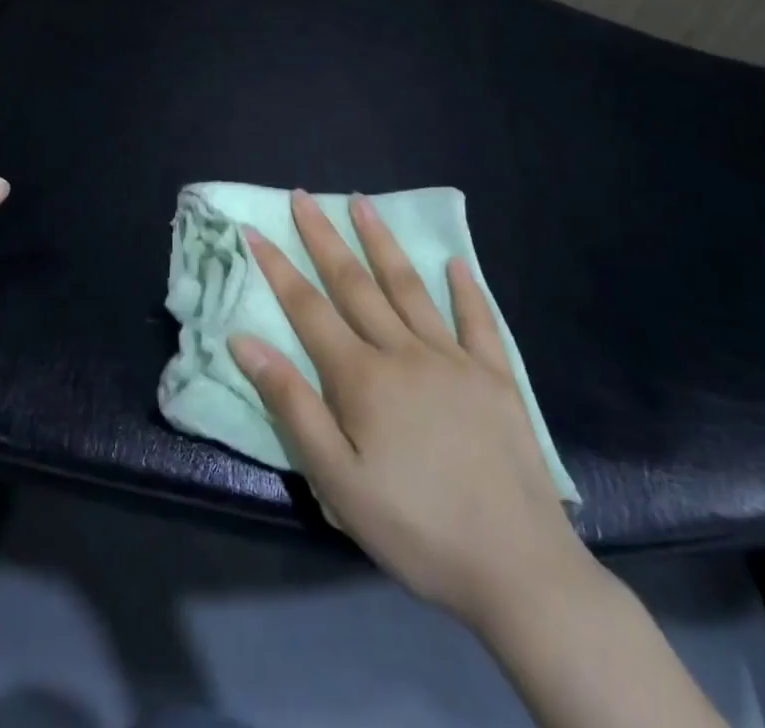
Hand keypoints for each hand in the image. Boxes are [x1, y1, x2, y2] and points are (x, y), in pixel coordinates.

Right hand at [229, 190, 590, 629]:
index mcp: (363, 378)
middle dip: (324, 237)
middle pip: (355, 283)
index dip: (278, 268)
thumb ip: (292, 406)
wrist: (518, 568)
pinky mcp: (495, 377)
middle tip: (303, 196)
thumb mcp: (338, 481)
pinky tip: (455, 262)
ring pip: (409, 287)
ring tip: (363, 203)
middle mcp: (405, 352)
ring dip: (382, 242)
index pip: (308, 309)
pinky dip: (465, 288)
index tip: (254, 230)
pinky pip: (478, 320)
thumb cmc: (416, 529)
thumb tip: (245, 342)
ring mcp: (454, 359)